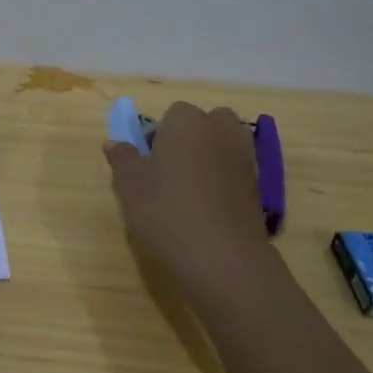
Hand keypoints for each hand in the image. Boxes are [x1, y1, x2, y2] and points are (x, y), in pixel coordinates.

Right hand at [104, 102, 270, 298]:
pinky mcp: (259, 185)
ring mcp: (245, 156)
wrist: (223, 258)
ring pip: (221, 147)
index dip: (157, 137)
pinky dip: (222, 182)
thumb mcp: (130, 186)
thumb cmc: (167, 212)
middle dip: (188, 141)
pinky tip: (207, 211)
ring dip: (206, 160)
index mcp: (188, 120)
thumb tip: (114, 143)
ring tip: (187, 195)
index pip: (171, 114)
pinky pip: (233, 171)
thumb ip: (122, 158)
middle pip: (203, 125)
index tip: (147, 164)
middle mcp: (221, 129)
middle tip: (168, 175)